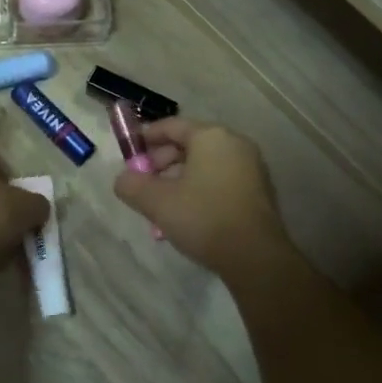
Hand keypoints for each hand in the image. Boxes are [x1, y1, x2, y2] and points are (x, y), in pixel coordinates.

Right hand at [112, 118, 289, 277]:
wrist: (255, 257)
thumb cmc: (203, 218)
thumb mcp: (157, 202)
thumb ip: (132, 185)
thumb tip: (123, 179)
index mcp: (211, 137)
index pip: (172, 126)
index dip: (146, 137)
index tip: (129, 153)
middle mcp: (235, 144)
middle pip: (190, 144)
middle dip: (162, 163)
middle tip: (145, 184)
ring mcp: (251, 167)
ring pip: (205, 165)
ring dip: (179, 180)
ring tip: (162, 206)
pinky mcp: (259, 191)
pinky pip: (221, 180)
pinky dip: (200, 190)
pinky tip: (186, 216)